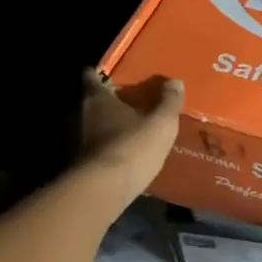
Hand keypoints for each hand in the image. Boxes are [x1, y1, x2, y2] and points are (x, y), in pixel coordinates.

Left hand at [75, 69, 182, 206]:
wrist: (107, 188)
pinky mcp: (91, 163)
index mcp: (100, 100)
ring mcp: (86, 142)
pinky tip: (134, 150)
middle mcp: (88, 116)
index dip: (100, 74)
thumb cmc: (134, 146)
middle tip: (133, 98)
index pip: (92, 78)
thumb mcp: (161, 122)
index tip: (111, 73)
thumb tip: (175, 81)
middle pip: (96, 102)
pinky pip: (105, 147)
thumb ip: (169, 102)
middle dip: (112, 100)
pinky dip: (116, 145)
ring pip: (100, 125)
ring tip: (137, 124)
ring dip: (114, 124)